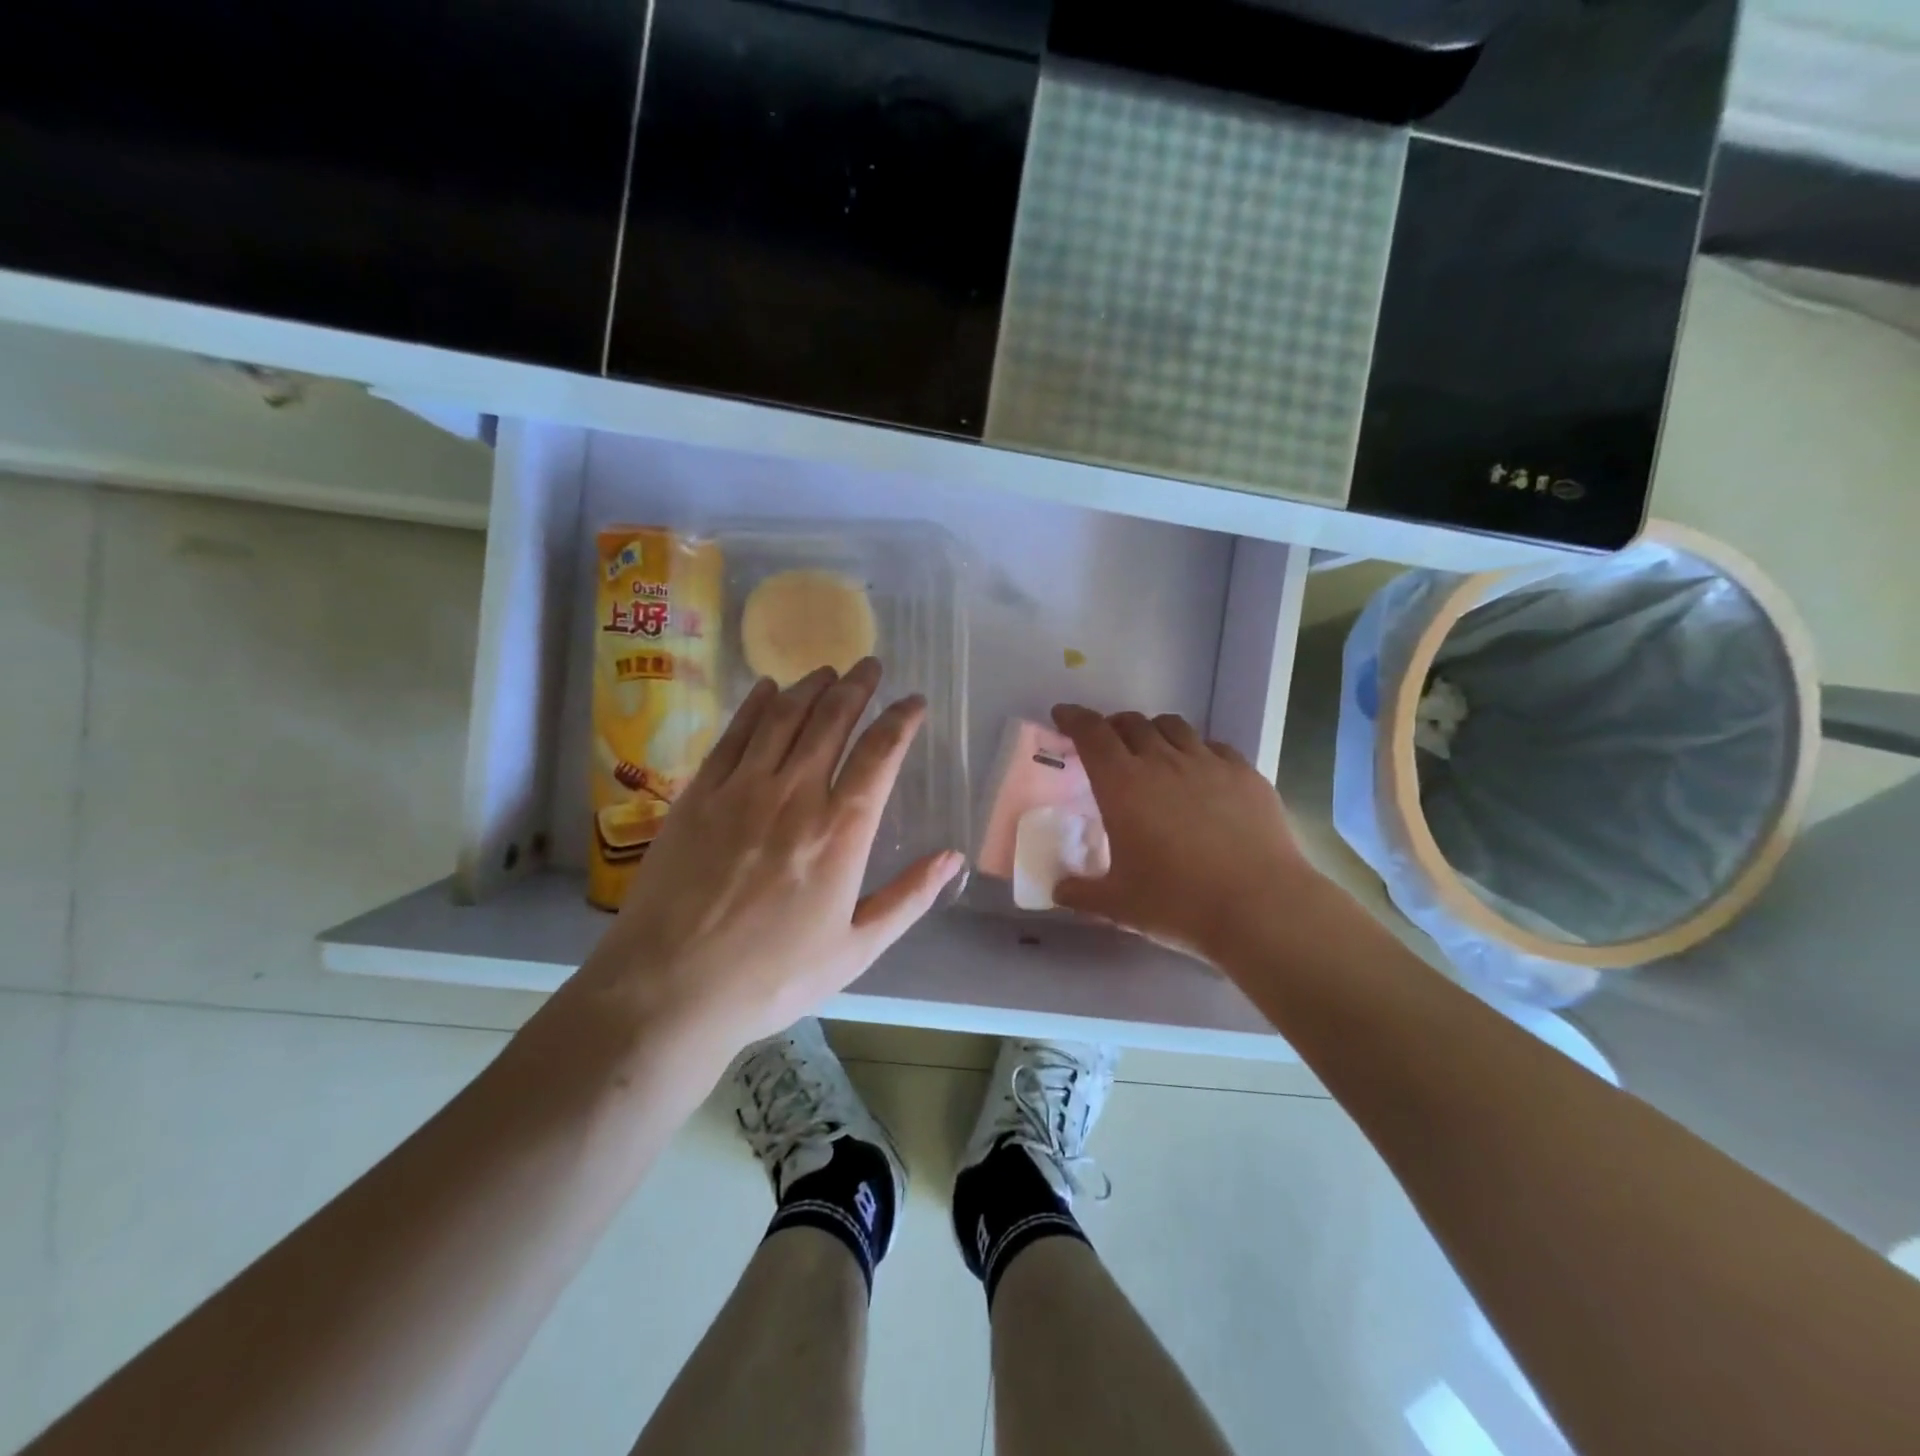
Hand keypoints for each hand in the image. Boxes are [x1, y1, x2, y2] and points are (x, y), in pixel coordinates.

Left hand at [574, 658, 963, 1059]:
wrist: (669, 989)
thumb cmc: (772, 977)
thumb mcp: (856, 950)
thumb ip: (908, 898)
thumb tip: (953, 858)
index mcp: (840, 831)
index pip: (880, 754)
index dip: (901, 719)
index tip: (914, 700)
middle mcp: (794, 795)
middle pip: (832, 720)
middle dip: (857, 686)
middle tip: (870, 665)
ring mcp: (741, 790)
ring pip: (784, 717)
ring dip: (810, 687)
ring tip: (827, 670)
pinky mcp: (699, 795)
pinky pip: (733, 735)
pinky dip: (755, 705)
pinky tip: (768, 688)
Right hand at [1050, 704, 1320, 962]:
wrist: (1260, 906)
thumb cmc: (1178, 902)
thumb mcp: (1118, 905)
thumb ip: (1081, 893)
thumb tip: (1059, 890)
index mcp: (1122, 785)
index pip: (1091, 734)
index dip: (1074, 718)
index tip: (1063, 715)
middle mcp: (1162, 762)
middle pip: (1131, 723)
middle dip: (1112, 726)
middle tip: (1106, 744)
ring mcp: (1208, 763)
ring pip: (1173, 726)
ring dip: (1153, 731)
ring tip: (1151, 750)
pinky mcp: (1245, 773)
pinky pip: (1213, 746)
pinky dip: (1196, 749)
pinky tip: (1199, 772)